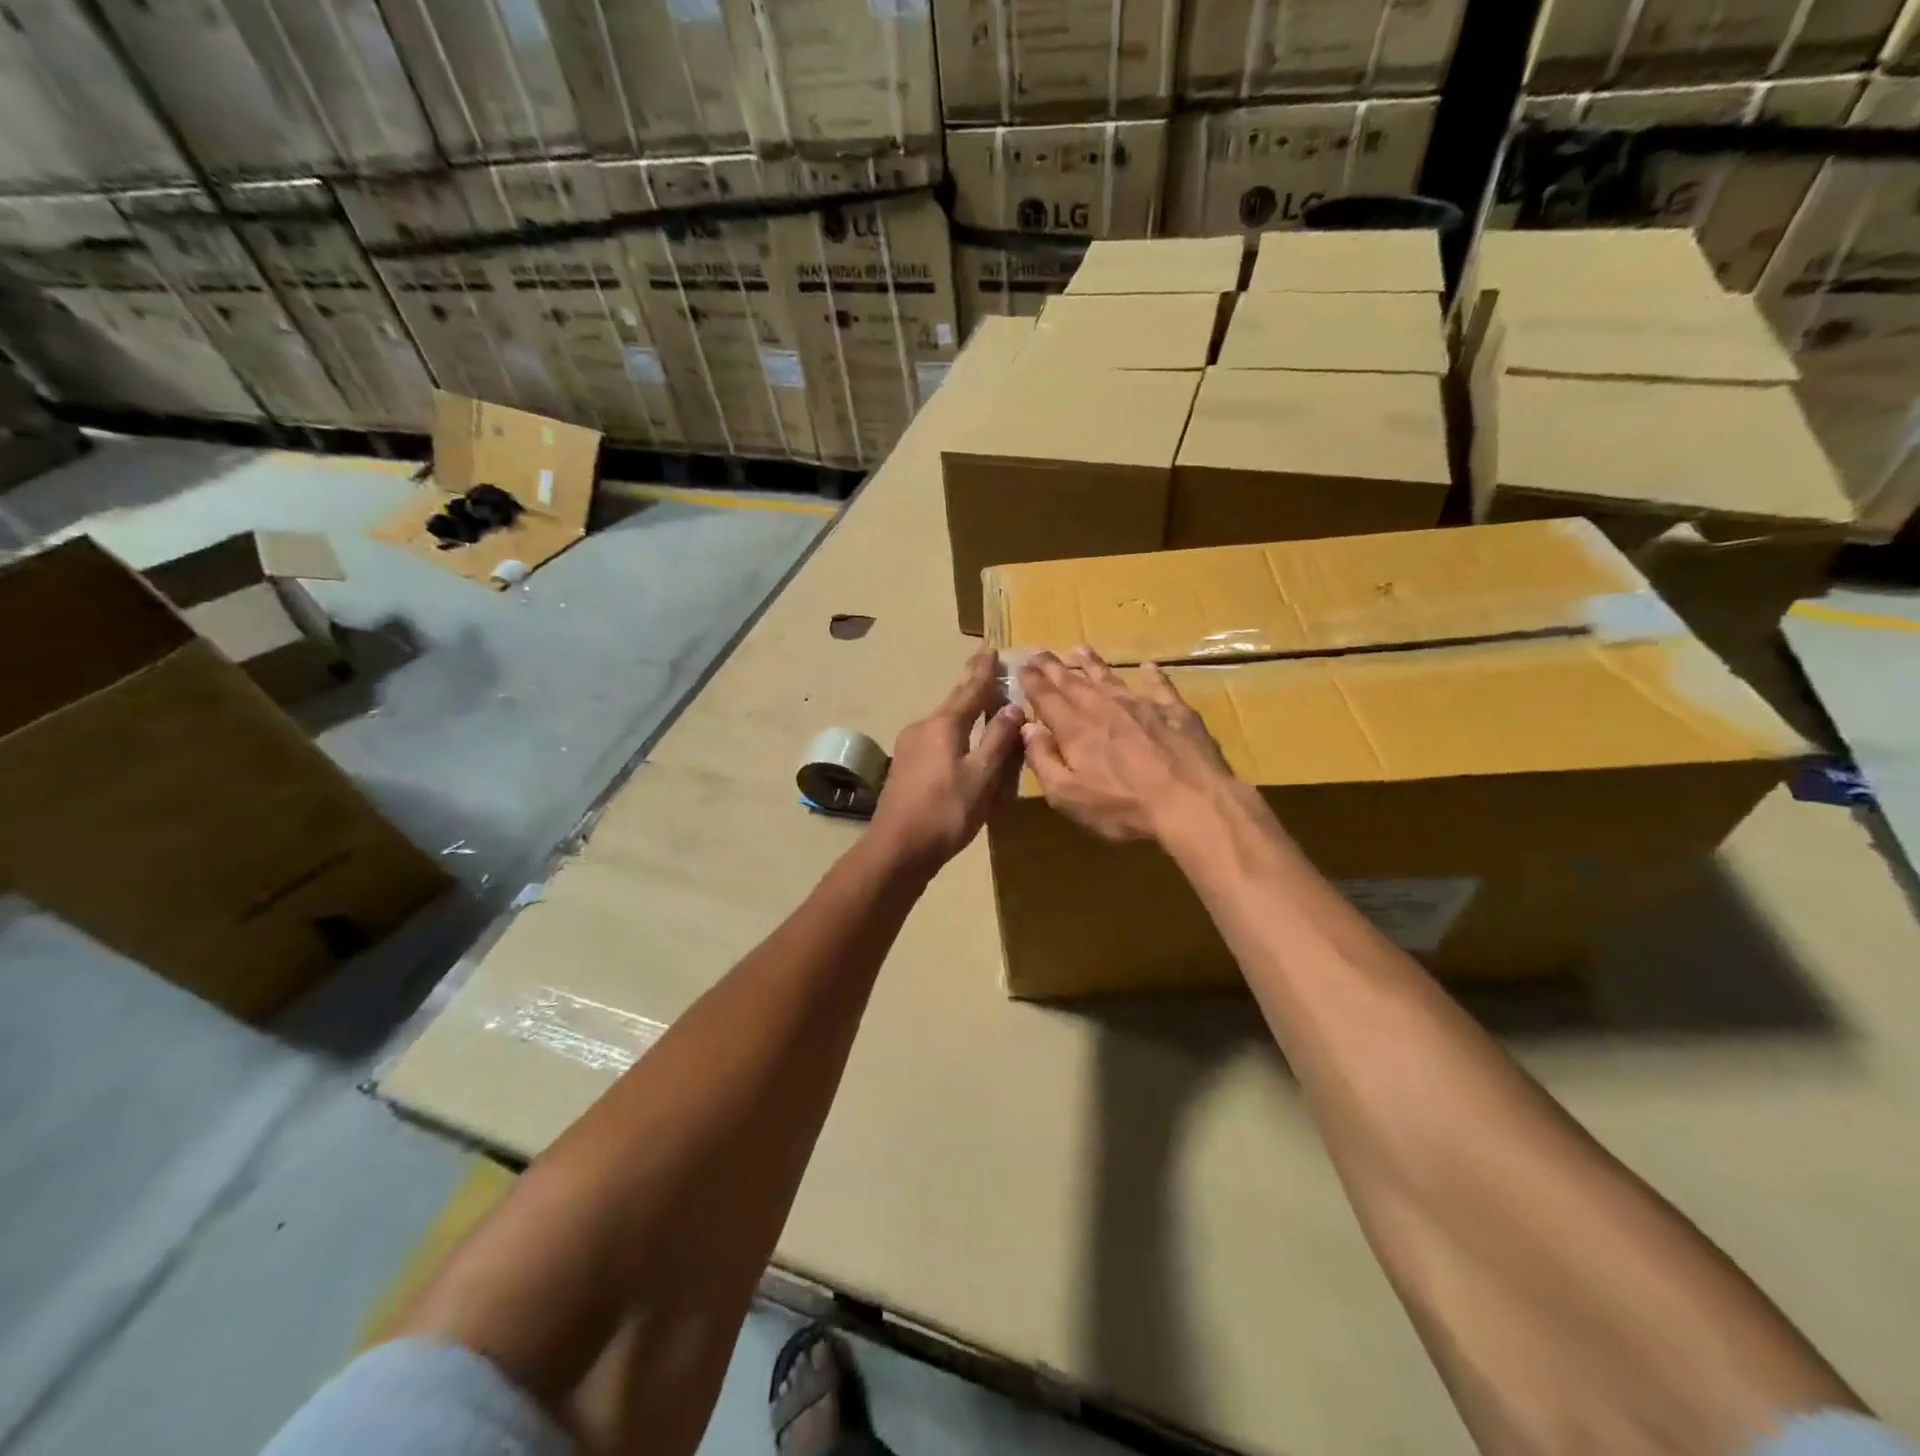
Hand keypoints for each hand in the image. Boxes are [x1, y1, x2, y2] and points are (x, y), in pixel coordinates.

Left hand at [869, 650, 1023, 871]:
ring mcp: (909, 747)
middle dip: (972, 686)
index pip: (970, 689)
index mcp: (944, 725)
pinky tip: (962, 744)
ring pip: (944, 722)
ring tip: (982, 706)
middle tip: (986, 666)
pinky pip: (936, 740)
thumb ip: (998, 741)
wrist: (897, 849)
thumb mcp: (981, 777)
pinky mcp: (905, 767)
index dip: (984, 670)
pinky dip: (955, 734)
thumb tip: (1013, 707)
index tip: (992, 648)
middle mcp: (923, 727)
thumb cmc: (945, 812)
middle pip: (954, 702)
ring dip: (964, 712)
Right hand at [1017, 647, 1236, 843]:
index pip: (1046, 698)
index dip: (1032, 681)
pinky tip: (1149, 667)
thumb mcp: (1068, 796)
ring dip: (1092, 663)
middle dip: (1054, 667)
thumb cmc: (1123, 808)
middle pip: (1073, 682)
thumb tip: (1027, 728)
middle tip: (1040, 652)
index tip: (1022, 666)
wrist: (1191, 803)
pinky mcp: (1176, 711)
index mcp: (1075, 729)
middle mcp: (1104, 708)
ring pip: (1111, 677)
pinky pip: (1160, 686)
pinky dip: (1152, 675)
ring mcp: (1142, 705)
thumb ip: (1043, 760)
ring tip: (1079, 649)